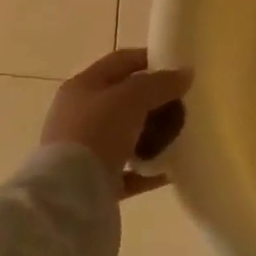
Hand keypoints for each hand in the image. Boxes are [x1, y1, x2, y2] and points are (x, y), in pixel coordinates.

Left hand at [41, 49, 190, 197]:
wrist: (70, 196)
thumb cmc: (98, 132)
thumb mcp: (133, 98)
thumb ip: (161, 83)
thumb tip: (185, 74)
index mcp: (83, 87)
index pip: (121, 62)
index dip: (150, 59)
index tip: (178, 68)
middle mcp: (79, 115)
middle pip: (123, 100)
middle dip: (155, 101)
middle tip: (183, 104)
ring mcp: (84, 150)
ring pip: (126, 136)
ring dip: (152, 135)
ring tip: (180, 136)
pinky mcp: (92, 182)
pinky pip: (127, 171)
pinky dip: (148, 169)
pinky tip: (171, 170)